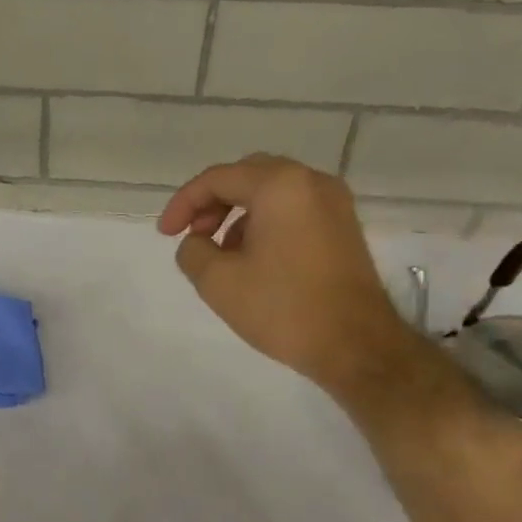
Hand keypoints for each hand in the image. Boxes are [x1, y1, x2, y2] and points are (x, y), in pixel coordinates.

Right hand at [158, 154, 411, 399]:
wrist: (356, 345)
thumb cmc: (283, 308)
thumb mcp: (217, 281)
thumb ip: (192, 251)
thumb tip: (197, 242)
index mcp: (280, 186)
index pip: (217, 179)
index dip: (183, 204)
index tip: (165, 235)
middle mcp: (311, 181)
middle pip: (247, 176)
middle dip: (212, 203)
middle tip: (193, 235)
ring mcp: (334, 202)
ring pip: (272, 193)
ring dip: (238, 214)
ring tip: (220, 253)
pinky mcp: (344, 226)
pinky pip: (294, 209)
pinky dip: (265, 223)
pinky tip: (254, 259)